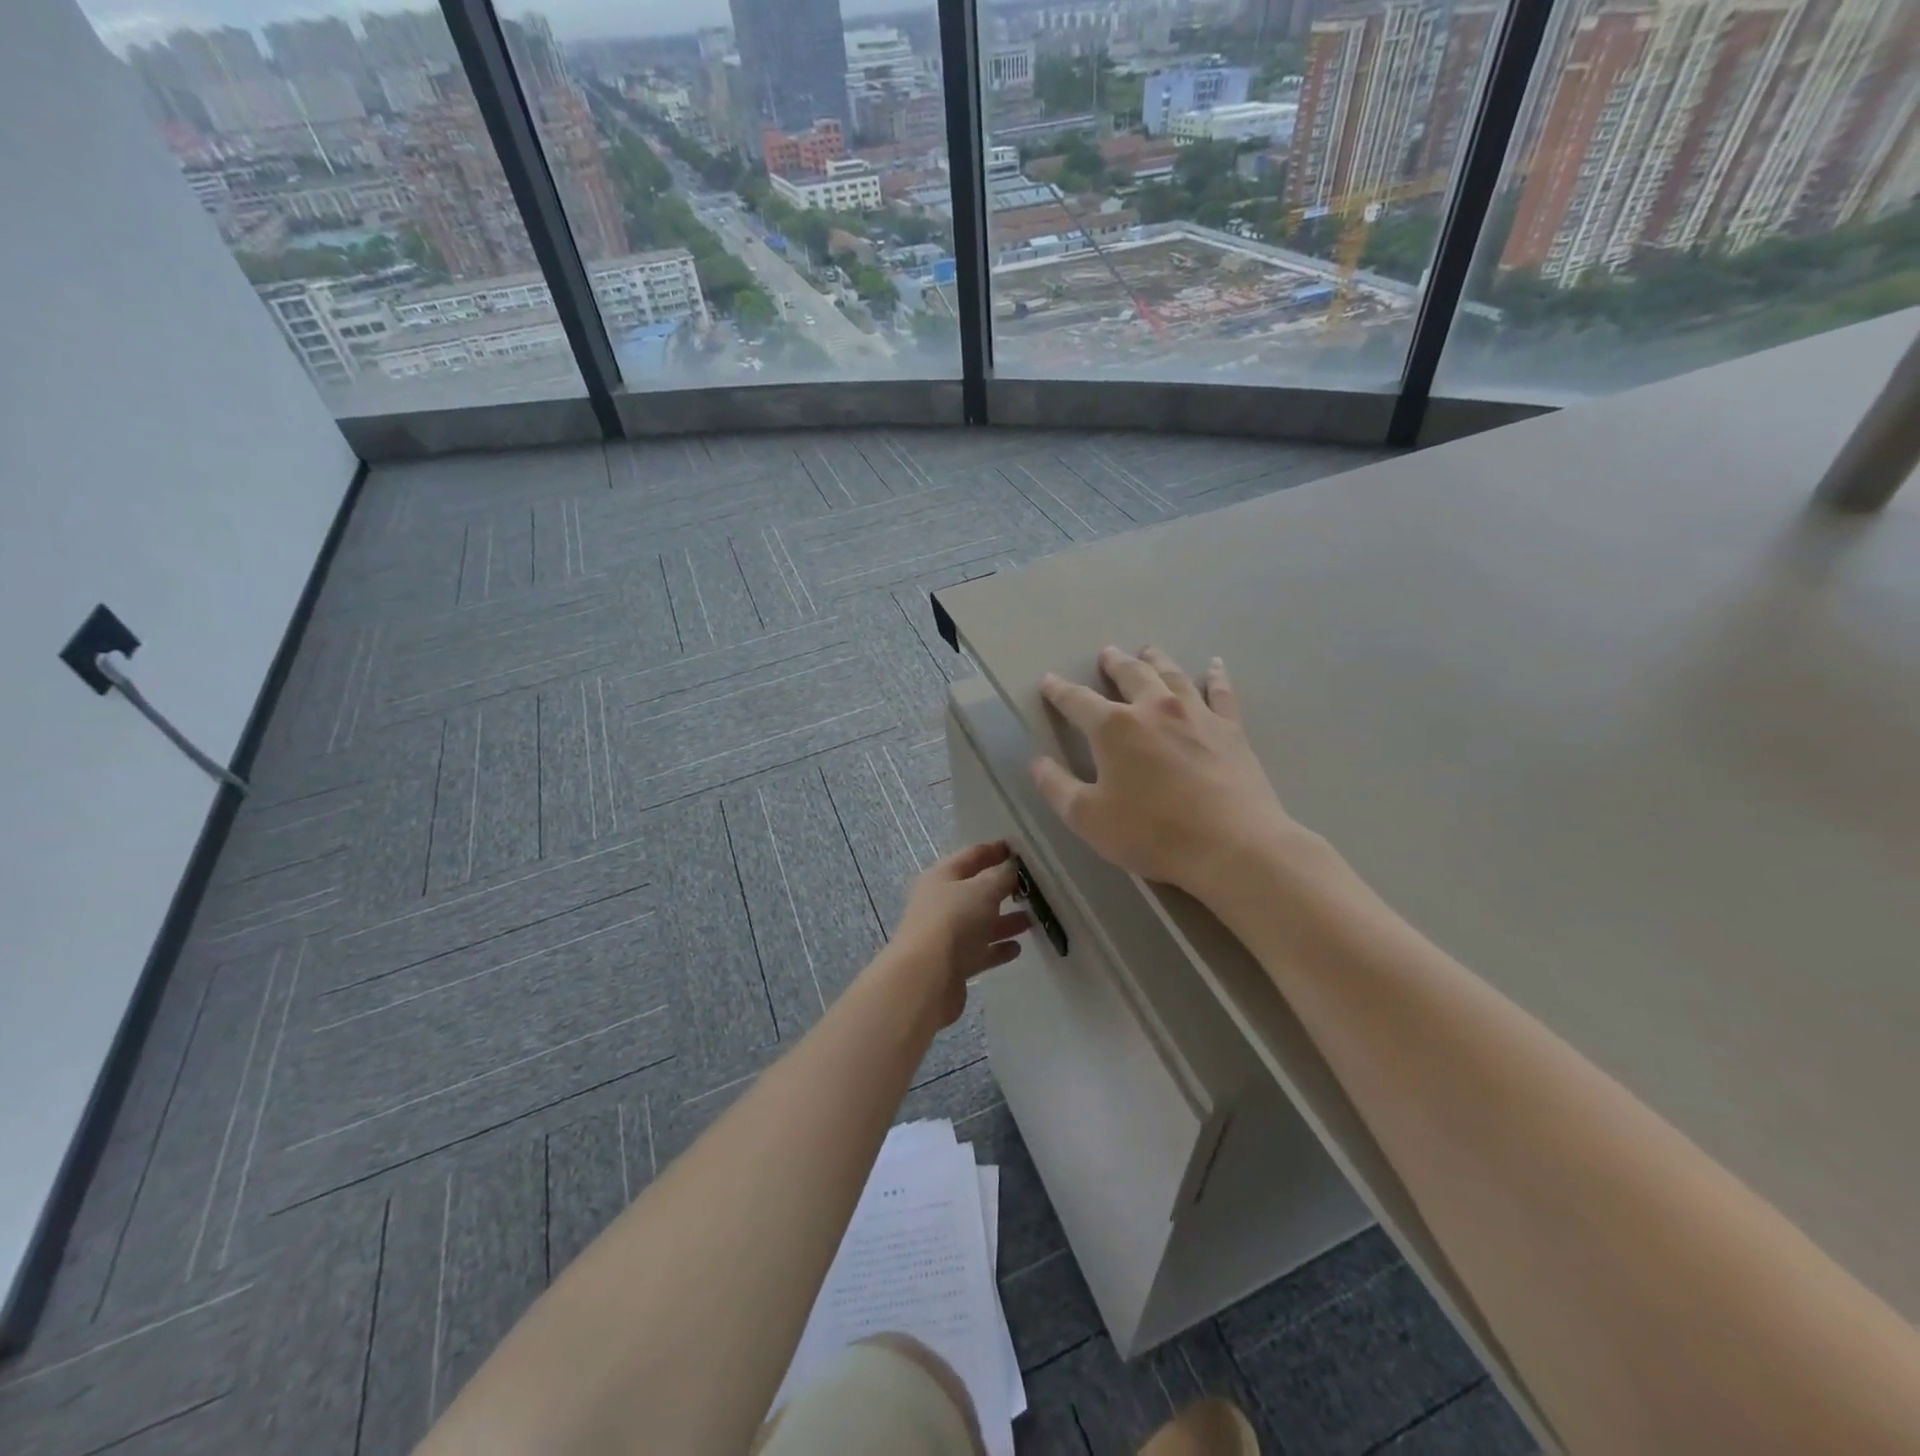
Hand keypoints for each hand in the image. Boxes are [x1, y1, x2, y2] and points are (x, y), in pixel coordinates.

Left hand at [891, 841, 1030, 1026]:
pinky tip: (1017, 948)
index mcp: (942, 877)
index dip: (994, 851)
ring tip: (1032, 919)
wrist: (925, 979)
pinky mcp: (953, 964)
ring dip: (1004, 920)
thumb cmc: (954, 922)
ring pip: (980, 922)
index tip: (1020, 851)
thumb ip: (1000, 876)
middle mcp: (941, 903)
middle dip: (1003, 888)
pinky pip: (980, 951)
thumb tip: (1010, 866)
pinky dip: (997, 948)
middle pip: (975, 890)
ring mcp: (945, 934)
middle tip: (1034, 887)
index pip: (971, 856)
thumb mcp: (982, 891)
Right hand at [1031, 647, 1303, 896]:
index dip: (1059, 691)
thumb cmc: (1152, 833)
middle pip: (1130, 674)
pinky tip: (1214, 665)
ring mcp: (1196, 714)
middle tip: (1107, 654)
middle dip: (1114, 663)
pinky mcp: (1230, 729)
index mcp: (1114, 728)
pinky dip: (1215, 676)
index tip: (1049, 681)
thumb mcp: (1088, 818)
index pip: (1078, 700)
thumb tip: (1037, 762)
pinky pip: (1220, 692)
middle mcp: (1154, 708)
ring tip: (1147, 651)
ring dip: (1156, 660)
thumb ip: (1057, 787)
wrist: (1232, 846)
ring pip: (1172, 675)